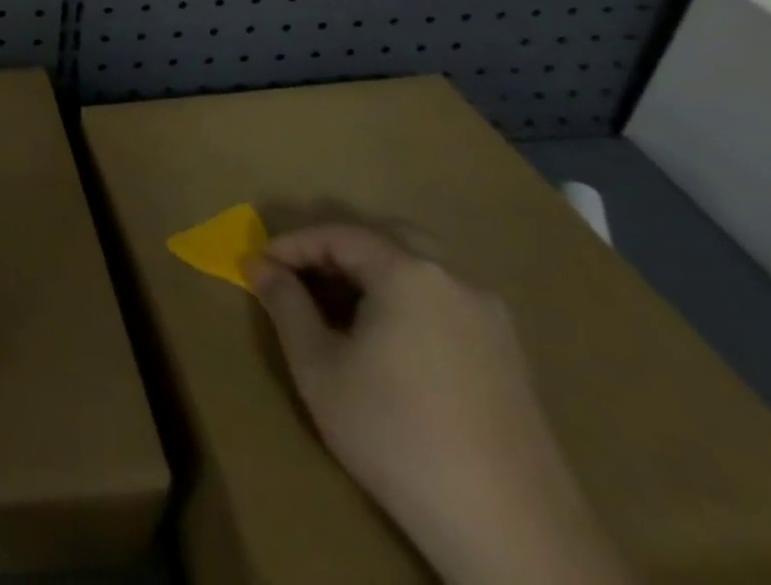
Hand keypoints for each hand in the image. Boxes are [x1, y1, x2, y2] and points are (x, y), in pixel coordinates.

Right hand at [245, 225, 628, 584]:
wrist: (512, 536)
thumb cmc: (397, 436)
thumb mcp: (319, 367)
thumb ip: (285, 304)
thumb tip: (258, 263)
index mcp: (409, 273)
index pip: (337, 234)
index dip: (291, 244)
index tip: (258, 266)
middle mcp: (455, 280)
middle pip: (385, 237)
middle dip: (335, 248)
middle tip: (299, 276)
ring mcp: (491, 319)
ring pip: (419, 268)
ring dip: (373, 273)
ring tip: (337, 307)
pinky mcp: (510, 357)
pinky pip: (444, 301)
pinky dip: (406, 300)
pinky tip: (387, 340)